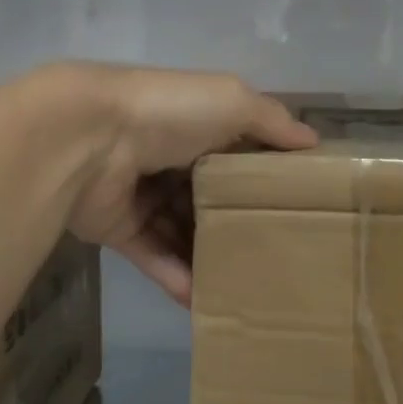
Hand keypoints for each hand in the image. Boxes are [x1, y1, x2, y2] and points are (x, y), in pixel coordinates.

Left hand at [51, 64, 316, 304]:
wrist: (89, 138)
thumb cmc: (169, 113)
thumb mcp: (233, 101)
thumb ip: (273, 121)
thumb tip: (314, 141)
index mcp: (194, 124)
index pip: (235, 153)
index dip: (264, 176)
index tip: (299, 205)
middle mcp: (168, 159)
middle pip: (209, 197)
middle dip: (238, 222)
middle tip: (278, 256)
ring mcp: (141, 196)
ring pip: (182, 232)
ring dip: (209, 257)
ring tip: (248, 288)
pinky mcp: (119, 229)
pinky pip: (155, 258)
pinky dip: (178, 279)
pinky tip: (206, 302)